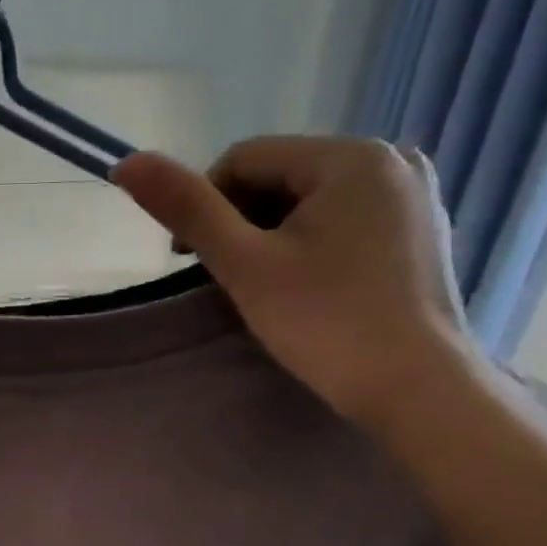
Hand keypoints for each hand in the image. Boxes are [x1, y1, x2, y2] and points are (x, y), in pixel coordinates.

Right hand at [112, 137, 476, 429]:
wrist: (417, 390)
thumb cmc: (326, 323)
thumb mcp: (245, 264)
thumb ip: (186, 208)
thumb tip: (125, 162)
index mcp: (352, 155)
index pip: (246, 158)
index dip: (203, 205)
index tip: (185, 261)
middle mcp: (393, 159)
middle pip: (281, 178)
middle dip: (242, 223)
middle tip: (228, 280)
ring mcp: (414, 196)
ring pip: (312, 202)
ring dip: (273, 236)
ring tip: (265, 288)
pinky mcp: (421, 233)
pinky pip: (346, 221)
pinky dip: (312, 246)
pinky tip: (308, 289)